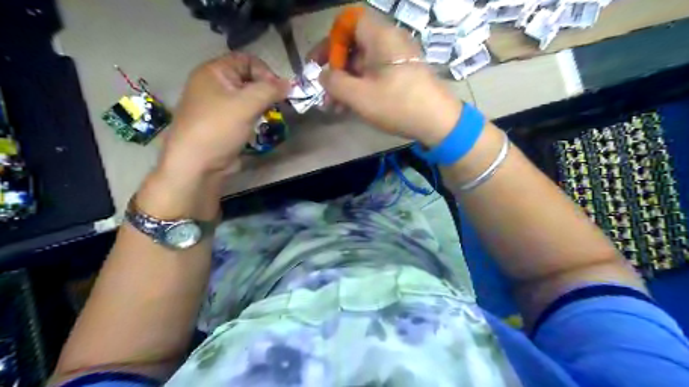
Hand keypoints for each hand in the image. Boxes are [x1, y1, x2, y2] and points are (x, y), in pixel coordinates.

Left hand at [159, 53, 290, 176]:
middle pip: (248, 78)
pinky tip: (260, 125)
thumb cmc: (219, 128)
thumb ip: (270, 90)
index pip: (246, 60)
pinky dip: (255, 116)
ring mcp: (218, 105)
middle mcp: (214, 85)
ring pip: (248, 97)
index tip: (278, 91)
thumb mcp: (246, 104)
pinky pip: (244, 113)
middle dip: (266, 90)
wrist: (198, 164)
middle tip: (277, 105)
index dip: (265, 72)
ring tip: (269, 116)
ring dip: (262, 105)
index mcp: (214, 72)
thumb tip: (290, 84)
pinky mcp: (224, 123)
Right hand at [309, 10, 461, 146]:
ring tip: (335, 106)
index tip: (320, 63)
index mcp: (380, 36)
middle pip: (354, 45)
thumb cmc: (397, 104)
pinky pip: (376, 74)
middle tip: (325, 91)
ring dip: (347, 82)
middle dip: (335, 69)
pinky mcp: (403, 74)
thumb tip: (323, 75)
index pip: (348, 22)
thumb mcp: (359, 95)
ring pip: (364, 63)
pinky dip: (362, 86)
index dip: (330, 41)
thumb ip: (334, 82)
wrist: (439, 122)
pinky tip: (352, 107)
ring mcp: (398, 58)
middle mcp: (390, 41)